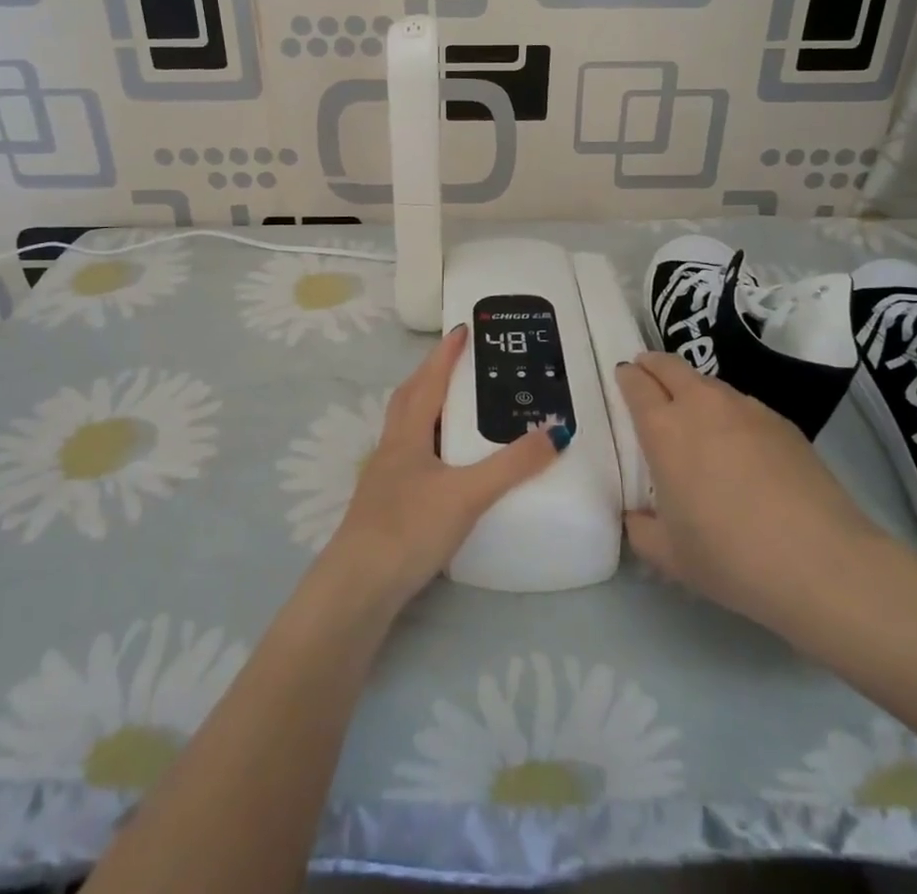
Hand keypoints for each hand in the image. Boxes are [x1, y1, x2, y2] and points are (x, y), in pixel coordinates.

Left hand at [320, 325, 561, 610]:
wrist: (359, 586)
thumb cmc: (410, 528)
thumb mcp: (468, 493)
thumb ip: (513, 465)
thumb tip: (557, 431)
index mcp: (408, 434)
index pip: (429, 381)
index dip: (445, 354)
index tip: (462, 329)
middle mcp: (392, 447)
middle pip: (409, 397)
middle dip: (431, 374)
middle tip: (458, 362)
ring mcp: (384, 477)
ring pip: (405, 428)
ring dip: (425, 407)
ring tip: (454, 408)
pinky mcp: (384, 505)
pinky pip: (408, 456)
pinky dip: (426, 444)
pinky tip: (441, 465)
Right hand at [617, 352, 889, 635]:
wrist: (821, 562)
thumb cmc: (729, 556)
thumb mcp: (669, 555)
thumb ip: (641, 529)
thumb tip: (637, 515)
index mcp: (664, 429)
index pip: (636, 383)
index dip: (627, 376)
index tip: (623, 378)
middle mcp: (701, 405)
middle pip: (670, 365)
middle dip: (653, 364)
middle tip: (646, 374)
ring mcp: (746, 408)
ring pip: (708, 383)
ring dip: (692, 389)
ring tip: (694, 416)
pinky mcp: (782, 422)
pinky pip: (743, 405)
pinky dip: (729, 413)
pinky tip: (739, 446)